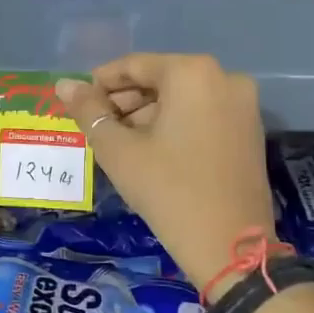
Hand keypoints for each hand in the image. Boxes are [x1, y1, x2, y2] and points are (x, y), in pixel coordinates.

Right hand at [55, 54, 276, 296]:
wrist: (230, 246)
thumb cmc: (168, 190)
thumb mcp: (118, 150)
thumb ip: (88, 111)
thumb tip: (63, 85)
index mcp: (192, 73)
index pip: (134, 66)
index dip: (101, 83)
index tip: (78, 103)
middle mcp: (223, 77)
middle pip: (160, 80)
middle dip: (125, 101)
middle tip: (96, 127)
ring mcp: (242, 104)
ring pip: (182, 98)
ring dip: (148, 114)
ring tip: (119, 142)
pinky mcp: (250, 130)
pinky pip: (202, 113)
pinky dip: (174, 124)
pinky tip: (151, 149)